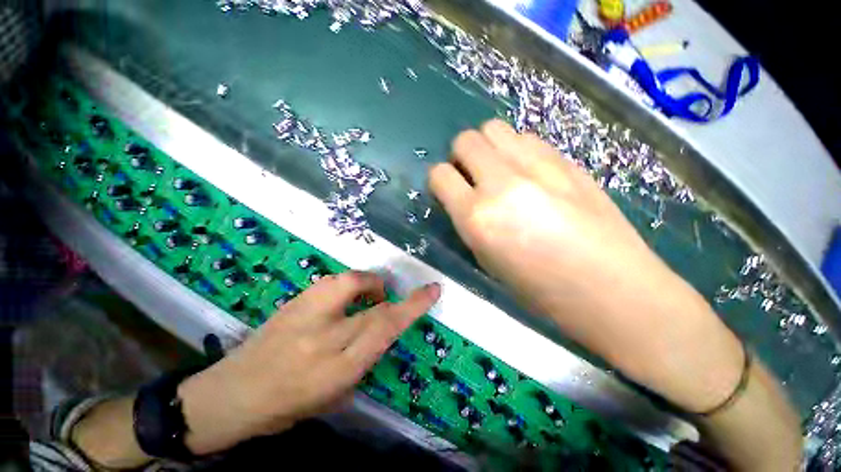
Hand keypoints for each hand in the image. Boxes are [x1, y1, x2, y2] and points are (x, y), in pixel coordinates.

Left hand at [177, 271, 439, 454]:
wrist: (230, 394)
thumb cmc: (286, 406)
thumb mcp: (335, 395)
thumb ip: (364, 357)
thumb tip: (381, 328)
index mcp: (337, 370)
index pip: (385, 329)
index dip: (413, 307)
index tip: (432, 290)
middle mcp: (324, 337)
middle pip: (375, 307)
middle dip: (397, 297)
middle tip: (400, 295)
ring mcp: (305, 314)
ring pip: (352, 283)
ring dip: (370, 285)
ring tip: (370, 295)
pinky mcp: (294, 301)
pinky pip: (333, 282)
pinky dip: (350, 285)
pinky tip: (346, 296)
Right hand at [429, 120, 742, 412]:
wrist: (614, 289)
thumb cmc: (541, 290)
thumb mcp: (488, 261)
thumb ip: (470, 223)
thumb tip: (464, 199)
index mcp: (478, 217)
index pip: (440, 174)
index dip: (439, 180)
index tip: (448, 190)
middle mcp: (501, 183)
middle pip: (466, 140)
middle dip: (461, 156)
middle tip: (472, 176)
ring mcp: (537, 166)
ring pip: (495, 129)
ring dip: (488, 148)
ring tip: (500, 171)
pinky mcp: (566, 160)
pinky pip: (527, 138)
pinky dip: (516, 150)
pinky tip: (529, 172)